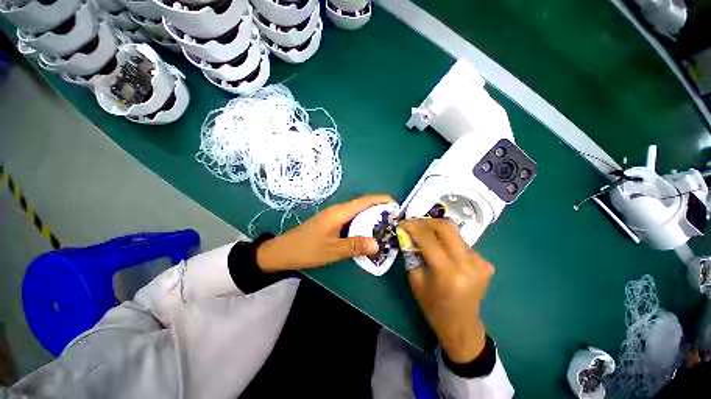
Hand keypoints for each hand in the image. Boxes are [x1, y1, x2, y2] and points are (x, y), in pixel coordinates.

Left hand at [257, 195, 395, 271]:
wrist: (282, 252)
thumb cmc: (306, 249)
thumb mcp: (332, 250)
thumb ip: (355, 246)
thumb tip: (378, 244)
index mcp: (340, 212)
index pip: (365, 201)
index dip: (382, 200)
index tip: (397, 205)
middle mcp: (339, 210)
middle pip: (363, 205)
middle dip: (380, 210)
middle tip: (395, 221)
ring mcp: (335, 216)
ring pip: (358, 213)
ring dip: (372, 217)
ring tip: (386, 227)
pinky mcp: (332, 223)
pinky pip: (352, 220)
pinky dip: (363, 224)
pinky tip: (368, 234)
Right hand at [400, 218, 493, 362]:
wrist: (461, 325)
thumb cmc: (433, 306)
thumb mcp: (416, 280)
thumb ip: (412, 254)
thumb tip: (408, 234)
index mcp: (447, 272)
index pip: (428, 238)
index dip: (413, 227)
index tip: (403, 222)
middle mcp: (466, 264)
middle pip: (446, 227)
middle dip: (428, 222)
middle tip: (415, 223)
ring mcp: (480, 263)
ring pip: (455, 233)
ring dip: (438, 231)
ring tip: (426, 235)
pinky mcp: (485, 264)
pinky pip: (462, 244)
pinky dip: (449, 242)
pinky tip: (443, 250)